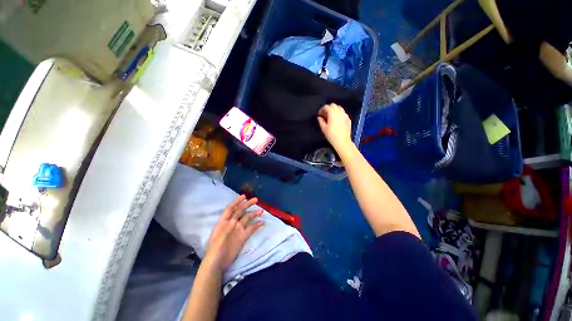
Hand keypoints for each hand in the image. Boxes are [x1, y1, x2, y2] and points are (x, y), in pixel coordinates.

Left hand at [203, 195, 264, 271]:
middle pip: (240, 211)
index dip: (237, 201)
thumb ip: (226, 228)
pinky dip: (256, 225)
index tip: (244, 196)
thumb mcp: (218, 237)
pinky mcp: (243, 237)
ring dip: (254, 214)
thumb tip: (234, 222)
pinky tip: (262, 223)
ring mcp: (238, 229)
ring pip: (247, 218)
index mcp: (224, 221)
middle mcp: (232, 223)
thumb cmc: (215, 249)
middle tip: (256, 199)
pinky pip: (251, 229)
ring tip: (261, 211)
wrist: (217, 263)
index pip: (231, 208)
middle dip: (247, 204)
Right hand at [317, 103, 352, 149]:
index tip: (319, 114)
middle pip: (333, 105)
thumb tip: (319, 117)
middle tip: (324, 114)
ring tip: (330, 116)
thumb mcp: (324, 128)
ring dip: (334, 110)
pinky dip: (339, 113)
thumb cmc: (331, 135)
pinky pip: (343, 113)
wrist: (342, 141)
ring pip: (339, 108)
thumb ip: (321, 121)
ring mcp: (345, 115)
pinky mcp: (348, 119)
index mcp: (333, 113)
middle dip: (328, 108)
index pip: (326, 107)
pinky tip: (336, 120)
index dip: (321, 109)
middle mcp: (340, 112)